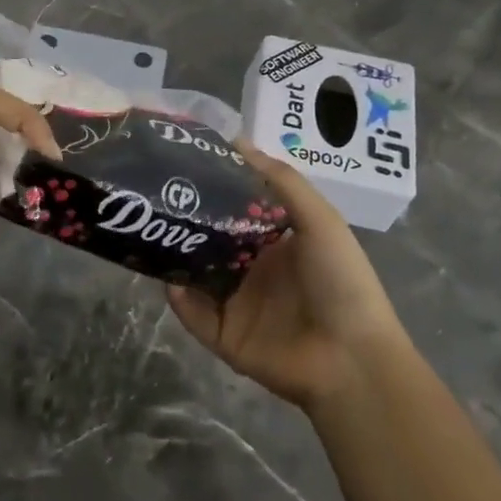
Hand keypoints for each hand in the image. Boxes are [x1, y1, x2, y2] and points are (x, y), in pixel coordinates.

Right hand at [167, 139, 405, 412]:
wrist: (351, 360)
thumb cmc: (340, 282)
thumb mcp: (319, 221)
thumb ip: (282, 181)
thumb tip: (237, 140)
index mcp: (276, 243)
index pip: (236, 210)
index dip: (214, 189)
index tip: (184, 163)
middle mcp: (253, 270)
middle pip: (210, 240)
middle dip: (187, 220)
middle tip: (157, 193)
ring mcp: (236, 304)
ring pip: (195, 275)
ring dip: (176, 256)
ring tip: (149, 230)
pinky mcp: (224, 336)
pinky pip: (192, 314)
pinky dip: (177, 298)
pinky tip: (166, 277)